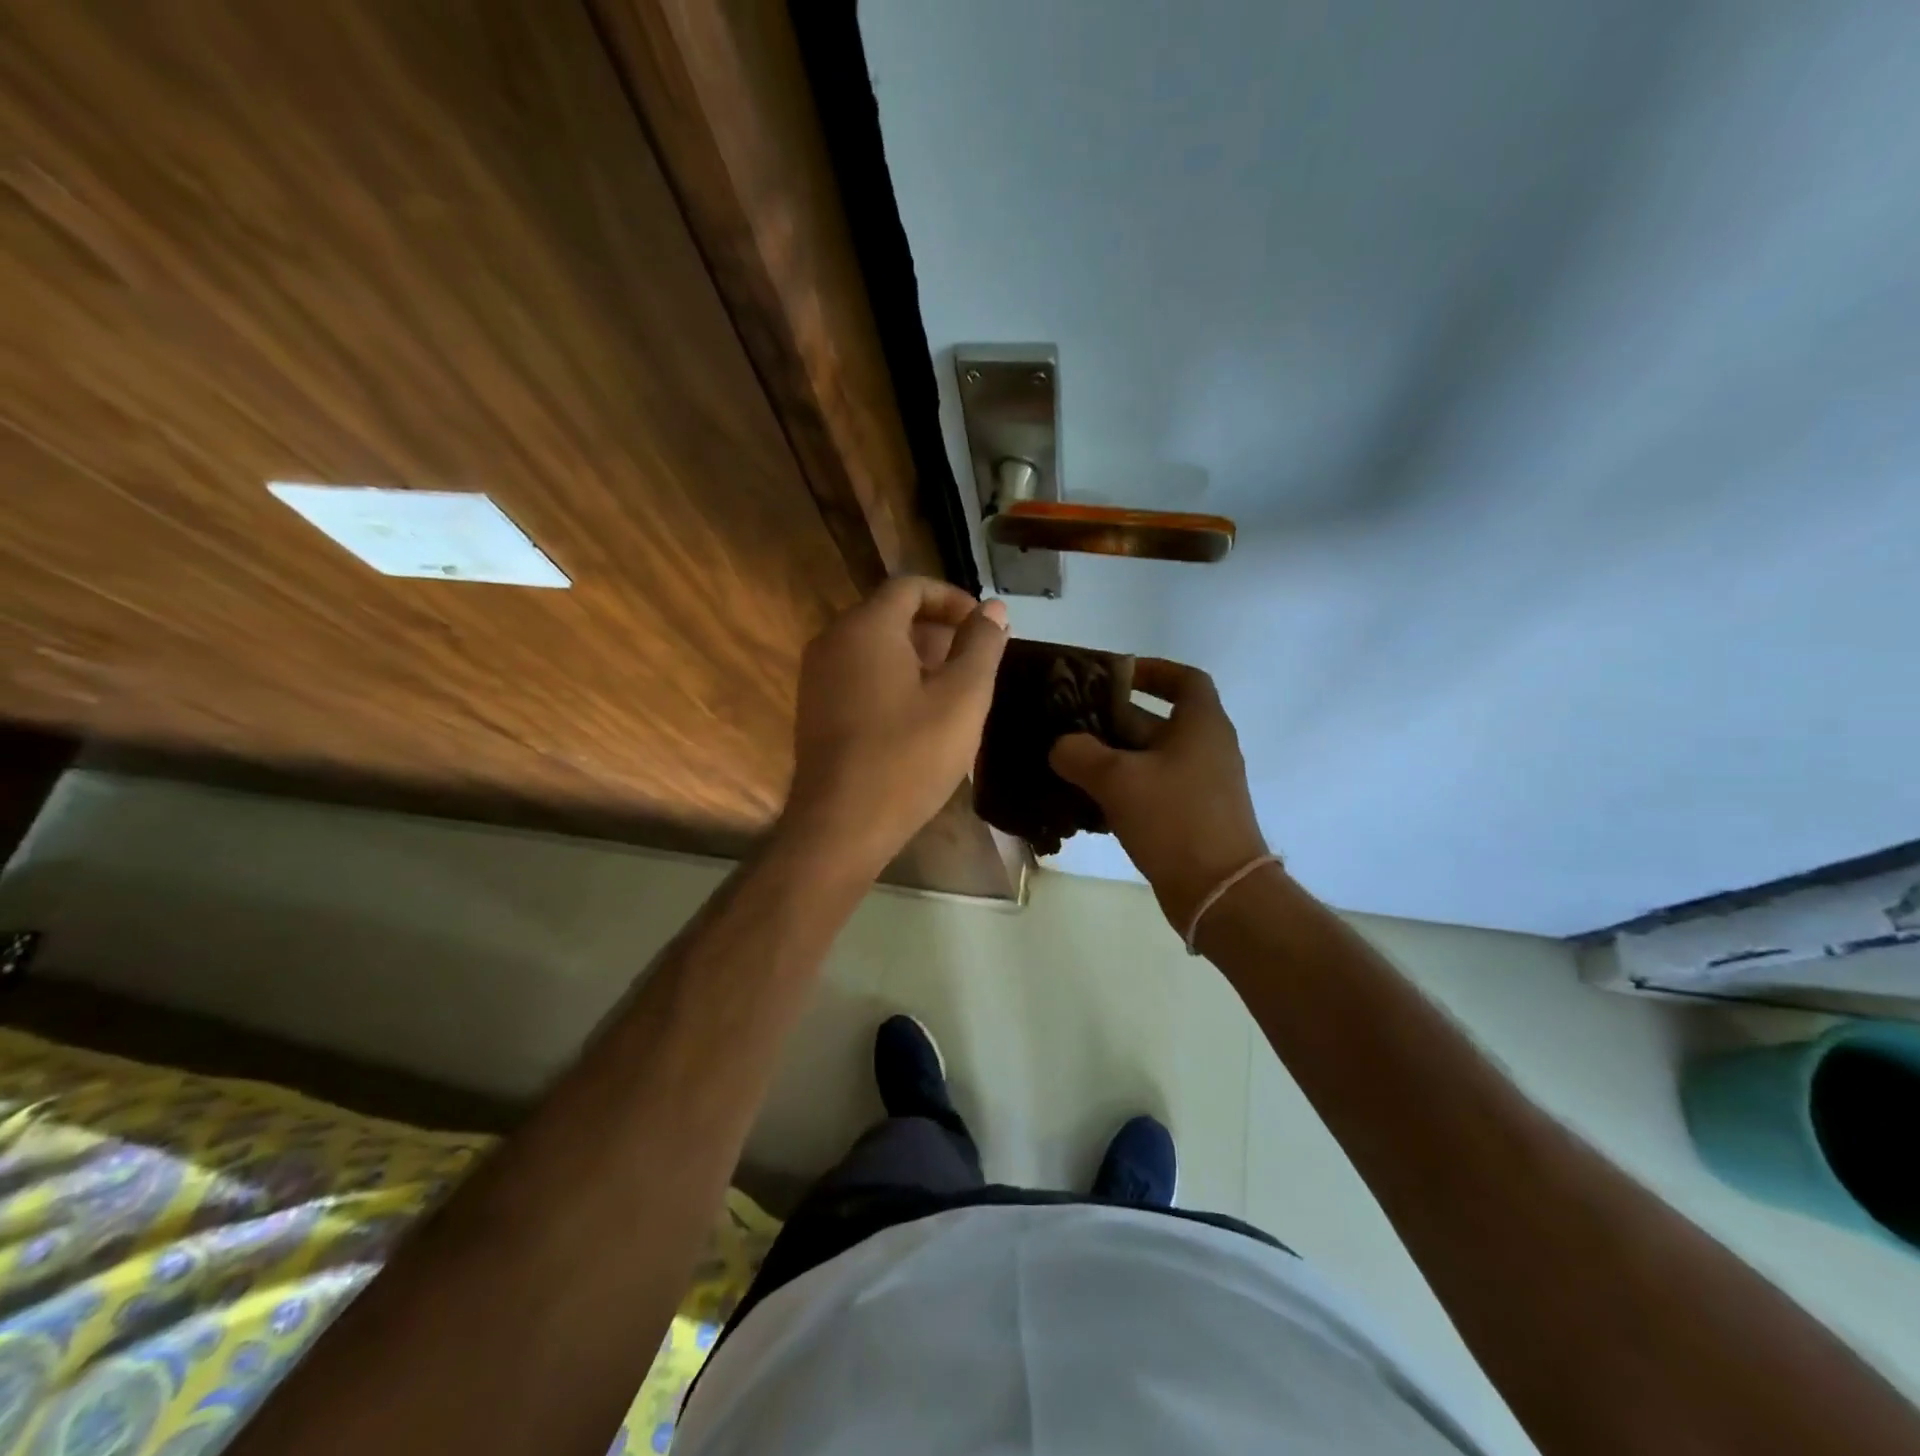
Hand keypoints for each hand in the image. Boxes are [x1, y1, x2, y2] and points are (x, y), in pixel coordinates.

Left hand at [778, 576, 1008, 877]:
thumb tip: (993, 609)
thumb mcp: (962, 698)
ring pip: (874, 646)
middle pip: (890, 614)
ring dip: (917, 656)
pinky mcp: (814, 708)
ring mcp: (817, 676)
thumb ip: (981, 645)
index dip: (953, 599)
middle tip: (975, 661)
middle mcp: (833, 640)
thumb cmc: (908, 757)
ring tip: (954, 690)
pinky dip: (892, 678)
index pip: (911, 586)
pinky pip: (858, 674)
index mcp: (866, 627)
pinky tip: (919, 715)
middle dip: (937, 629)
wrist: (841, 824)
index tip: (983, 627)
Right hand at [1050, 659, 1267, 929]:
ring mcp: (1199, 787)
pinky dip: (1119, 791)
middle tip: (1066, 722)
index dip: (1151, 670)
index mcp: (1201, 725)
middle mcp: (1205, 750)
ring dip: (1109, 759)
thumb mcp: (1118, 779)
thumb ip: (1081, 754)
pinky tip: (1082, 803)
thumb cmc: (1174, 819)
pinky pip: (1149, 792)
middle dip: (1110, 719)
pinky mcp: (1189, 819)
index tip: (1113, 674)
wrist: (1218, 892)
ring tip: (1065, 761)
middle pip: (1155, 721)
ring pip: (1147, 760)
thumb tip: (1060, 746)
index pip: (1184, 679)